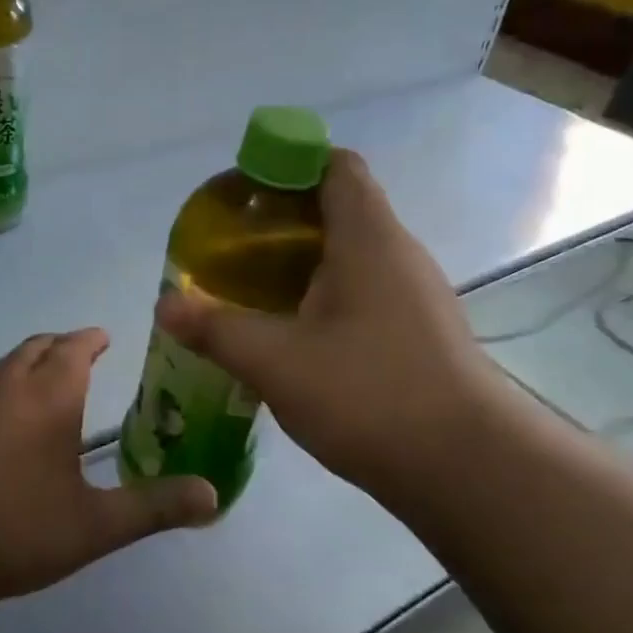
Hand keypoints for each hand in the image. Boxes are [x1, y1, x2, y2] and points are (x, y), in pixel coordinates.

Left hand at [0, 328, 218, 610]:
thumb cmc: (15, 528)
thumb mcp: (95, 525)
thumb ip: (155, 507)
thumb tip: (213, 497)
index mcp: (48, 395)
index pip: (74, 347)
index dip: (90, 339)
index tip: (103, 337)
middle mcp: (6, 385)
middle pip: (36, 346)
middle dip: (60, 345)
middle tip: (78, 355)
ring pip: (2, 364)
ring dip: (26, 361)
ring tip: (41, 380)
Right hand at [155, 149, 515, 503]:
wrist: (468, 468)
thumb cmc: (370, 394)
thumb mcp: (277, 361)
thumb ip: (216, 329)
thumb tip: (164, 305)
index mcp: (368, 238)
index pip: (334, 166)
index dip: (287, 164)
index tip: (242, 194)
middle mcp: (397, 254)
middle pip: (337, 208)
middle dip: (280, 219)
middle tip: (231, 248)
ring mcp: (413, 295)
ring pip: (349, 255)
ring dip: (300, 263)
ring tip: (250, 290)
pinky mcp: (417, 332)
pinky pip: (362, 292)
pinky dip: (321, 297)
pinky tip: (291, 334)